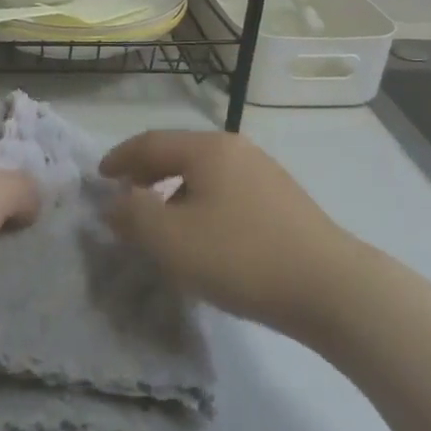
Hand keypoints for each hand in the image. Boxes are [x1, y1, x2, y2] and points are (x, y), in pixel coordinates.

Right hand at [100, 131, 348, 336]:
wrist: (331, 287)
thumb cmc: (241, 256)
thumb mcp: (172, 240)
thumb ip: (133, 216)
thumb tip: (114, 202)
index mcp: (207, 148)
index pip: (150, 142)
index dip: (120, 158)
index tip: (100, 177)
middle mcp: (236, 149)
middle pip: (179, 153)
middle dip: (147, 173)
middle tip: (126, 197)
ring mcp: (264, 172)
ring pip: (204, 174)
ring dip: (174, 191)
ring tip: (162, 223)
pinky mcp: (283, 200)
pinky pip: (227, 191)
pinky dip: (202, 203)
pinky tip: (204, 236)